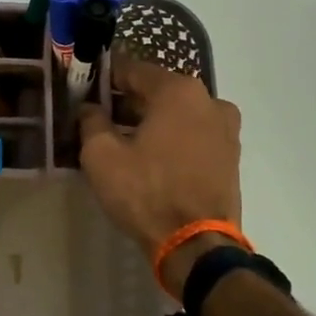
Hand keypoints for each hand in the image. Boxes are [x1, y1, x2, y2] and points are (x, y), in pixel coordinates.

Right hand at [78, 52, 241, 300]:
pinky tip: (150, 157)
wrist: (197, 245)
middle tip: (99, 116)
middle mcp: (208, 100)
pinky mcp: (231, 156)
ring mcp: (226, 129)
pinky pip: (193, 134)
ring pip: (178, 113)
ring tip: (123, 139)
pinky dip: (172, 138)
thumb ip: (91, 121)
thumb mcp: (101, 155)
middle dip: (128, 100)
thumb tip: (90, 108)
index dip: (104, 77)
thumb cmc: (146, 192)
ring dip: (151, 120)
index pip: (133, 70)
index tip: (84, 86)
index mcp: (178, 91)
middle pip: (158, 90)